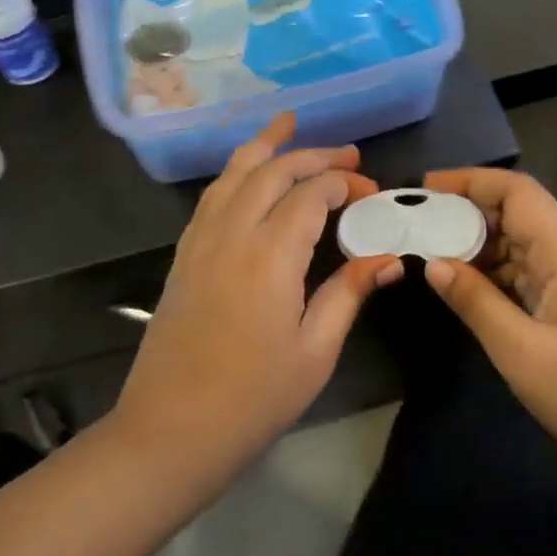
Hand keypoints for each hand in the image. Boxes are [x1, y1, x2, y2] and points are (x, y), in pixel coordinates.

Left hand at [114, 114, 401, 479]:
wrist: (170, 431)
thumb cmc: (253, 399)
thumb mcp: (315, 351)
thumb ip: (348, 294)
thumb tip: (387, 259)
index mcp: (270, 254)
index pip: (311, 193)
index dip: (344, 183)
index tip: (371, 193)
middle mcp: (232, 233)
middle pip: (272, 170)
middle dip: (312, 154)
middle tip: (347, 153)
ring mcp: (201, 241)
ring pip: (233, 173)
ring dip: (264, 146)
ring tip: (287, 123)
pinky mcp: (184, 255)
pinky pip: (211, 196)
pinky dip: (235, 173)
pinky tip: (246, 174)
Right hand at [421, 169, 556, 517]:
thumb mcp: (520, 351)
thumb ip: (474, 301)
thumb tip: (433, 263)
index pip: (518, 192)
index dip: (471, 180)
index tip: (427, 187)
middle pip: (519, 211)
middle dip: (468, 212)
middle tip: (419, 223)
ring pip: (521, 241)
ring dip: (479, 243)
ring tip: (431, 251)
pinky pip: (529, 269)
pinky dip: (495, 270)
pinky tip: (464, 283)